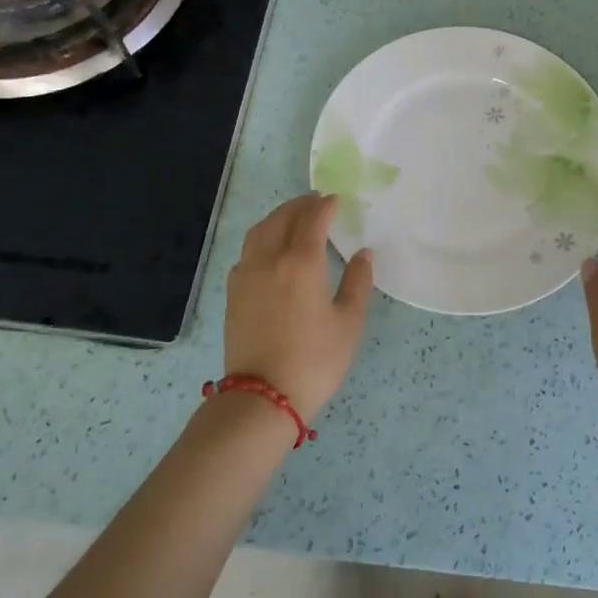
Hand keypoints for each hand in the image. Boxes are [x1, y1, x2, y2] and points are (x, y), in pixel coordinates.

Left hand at [224, 193, 374, 417]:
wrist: (263, 396)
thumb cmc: (315, 360)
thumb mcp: (349, 323)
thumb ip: (357, 282)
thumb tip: (363, 253)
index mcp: (301, 262)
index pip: (312, 219)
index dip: (325, 205)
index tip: (337, 200)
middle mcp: (269, 259)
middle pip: (282, 218)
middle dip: (300, 205)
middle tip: (317, 202)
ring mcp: (246, 274)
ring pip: (260, 231)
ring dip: (278, 217)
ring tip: (294, 218)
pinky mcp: (233, 292)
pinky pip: (248, 251)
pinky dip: (262, 238)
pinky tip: (272, 250)